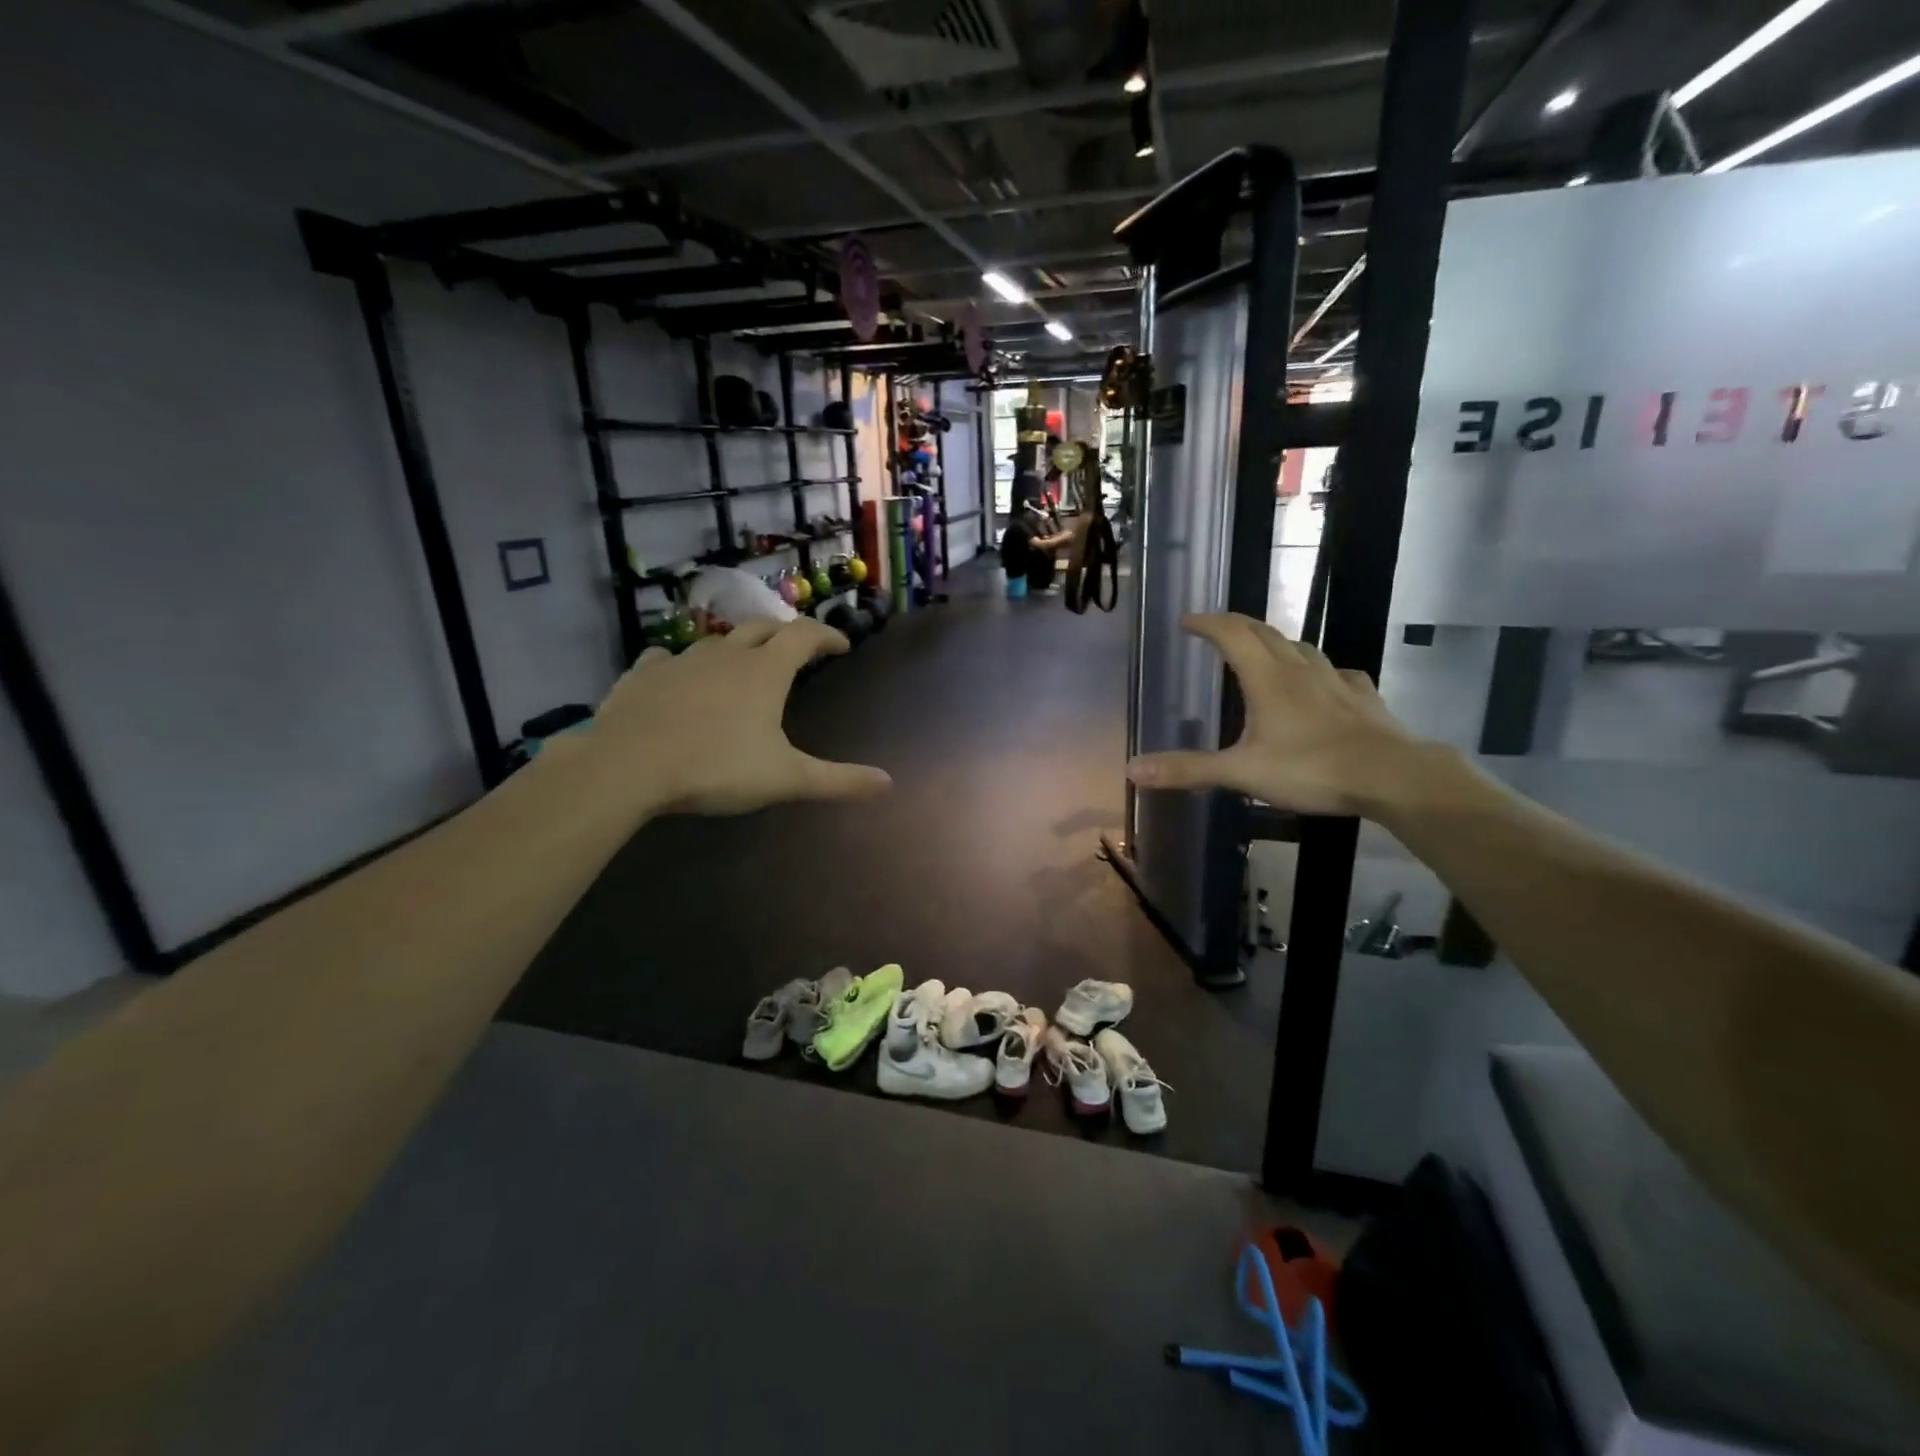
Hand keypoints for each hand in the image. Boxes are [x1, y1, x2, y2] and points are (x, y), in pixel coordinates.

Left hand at [585, 619, 891, 815]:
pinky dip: (679, 664)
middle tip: (796, 648)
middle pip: (762, 627)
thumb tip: (888, 782)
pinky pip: (665, 658)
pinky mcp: (642, 675)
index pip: (805, 636)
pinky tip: (675, 675)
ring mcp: (681, 661)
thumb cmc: (716, 768)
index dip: (827, 636)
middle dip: (784, 633)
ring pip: (715, 641)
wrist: (628, 766)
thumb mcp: (786, 779)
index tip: (842, 645)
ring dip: (735, 647)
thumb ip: (838, 780)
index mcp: (765, 672)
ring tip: (740, 664)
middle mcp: (726, 655)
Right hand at [1125, 613, 1427, 817]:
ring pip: (1302, 648)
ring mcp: (1336, 680)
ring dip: (1277, 643)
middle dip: (1237, 626)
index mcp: (1267, 678)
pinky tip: (1324, 682)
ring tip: (1264, 651)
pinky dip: (1320, 670)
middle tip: (1217, 629)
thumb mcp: (1241, 773)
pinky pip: (1338, 672)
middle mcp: (1300, 669)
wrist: (1392, 776)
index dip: (1207, 623)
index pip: (1231, 634)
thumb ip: (1188, 769)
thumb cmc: (1311, 769)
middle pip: (1265, 632)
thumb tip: (1132, 770)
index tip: (1187, 620)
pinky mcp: (1363, 698)